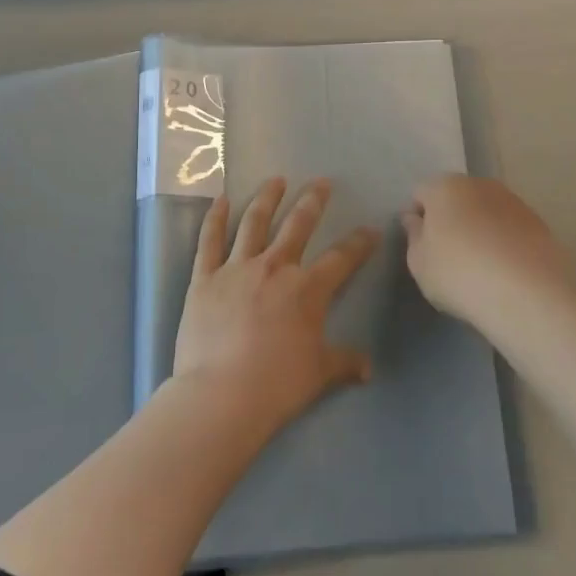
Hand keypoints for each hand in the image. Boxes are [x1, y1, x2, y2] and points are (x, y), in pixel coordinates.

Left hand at [173, 177, 377, 434]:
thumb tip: (368, 367)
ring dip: (267, 198)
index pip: (341, 258)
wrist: (221, 395)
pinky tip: (220, 199)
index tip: (370, 230)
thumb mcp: (319, 374)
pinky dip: (215, 217)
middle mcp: (275, 267)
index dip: (359, 243)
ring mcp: (237, 268)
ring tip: (276, 180)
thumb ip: (344, 362)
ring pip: (254, 222)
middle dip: (313, 201)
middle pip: (298, 225)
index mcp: (307, 289)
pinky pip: (209, 240)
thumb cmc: (276, 385)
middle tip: (321, 183)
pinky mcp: (204, 277)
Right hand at [402, 176, 572, 326]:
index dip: (417, 217)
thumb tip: (415, 219)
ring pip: (485, 210)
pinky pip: (510, 228)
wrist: (528, 294)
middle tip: (448, 255)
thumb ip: (414, 236)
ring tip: (481, 266)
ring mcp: (513, 201)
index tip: (421, 245)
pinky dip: (504, 241)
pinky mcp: (539, 222)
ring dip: (479, 228)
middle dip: (450, 219)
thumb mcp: (420, 263)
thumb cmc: (459, 274)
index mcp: (445, 187)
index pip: (420, 193)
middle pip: (456, 197)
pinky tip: (505, 271)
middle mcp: (479, 184)